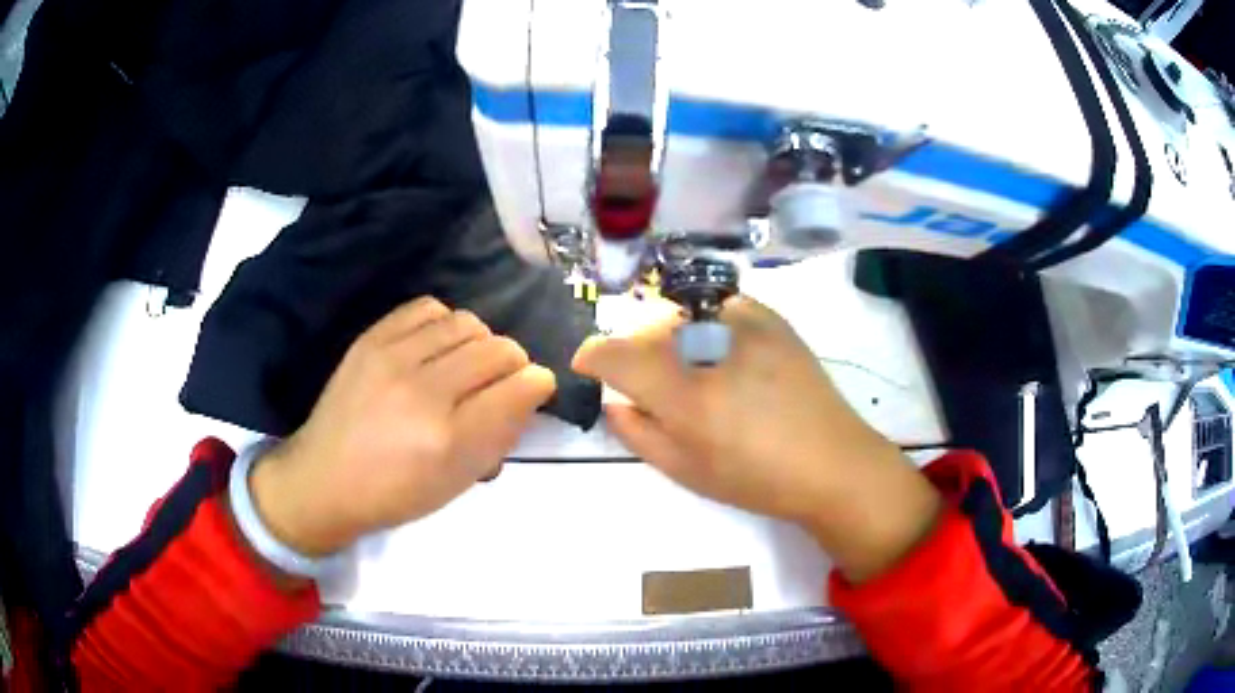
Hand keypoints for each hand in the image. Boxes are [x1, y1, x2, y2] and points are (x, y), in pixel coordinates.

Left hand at [248, 297, 555, 555]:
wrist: (324, 479)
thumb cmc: (395, 494)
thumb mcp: (458, 482)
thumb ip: (499, 435)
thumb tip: (526, 392)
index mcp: (451, 441)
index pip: (522, 387)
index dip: (538, 385)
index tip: (533, 391)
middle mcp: (425, 392)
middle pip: (500, 349)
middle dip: (513, 365)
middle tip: (499, 384)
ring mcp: (393, 359)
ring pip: (468, 323)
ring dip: (480, 343)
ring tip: (465, 364)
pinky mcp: (371, 339)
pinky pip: (429, 308)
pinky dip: (444, 324)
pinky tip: (436, 347)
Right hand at [573, 295, 939, 581]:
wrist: (832, 461)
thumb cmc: (756, 478)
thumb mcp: (685, 470)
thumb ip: (637, 431)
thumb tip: (614, 400)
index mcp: (685, 392)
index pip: (616, 353)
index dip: (593, 355)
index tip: (589, 365)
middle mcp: (710, 345)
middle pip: (646, 330)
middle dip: (636, 352)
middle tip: (649, 382)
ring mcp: (743, 323)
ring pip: (681, 315)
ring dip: (670, 338)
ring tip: (691, 370)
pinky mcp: (770, 317)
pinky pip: (717, 307)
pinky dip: (705, 325)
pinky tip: (722, 353)